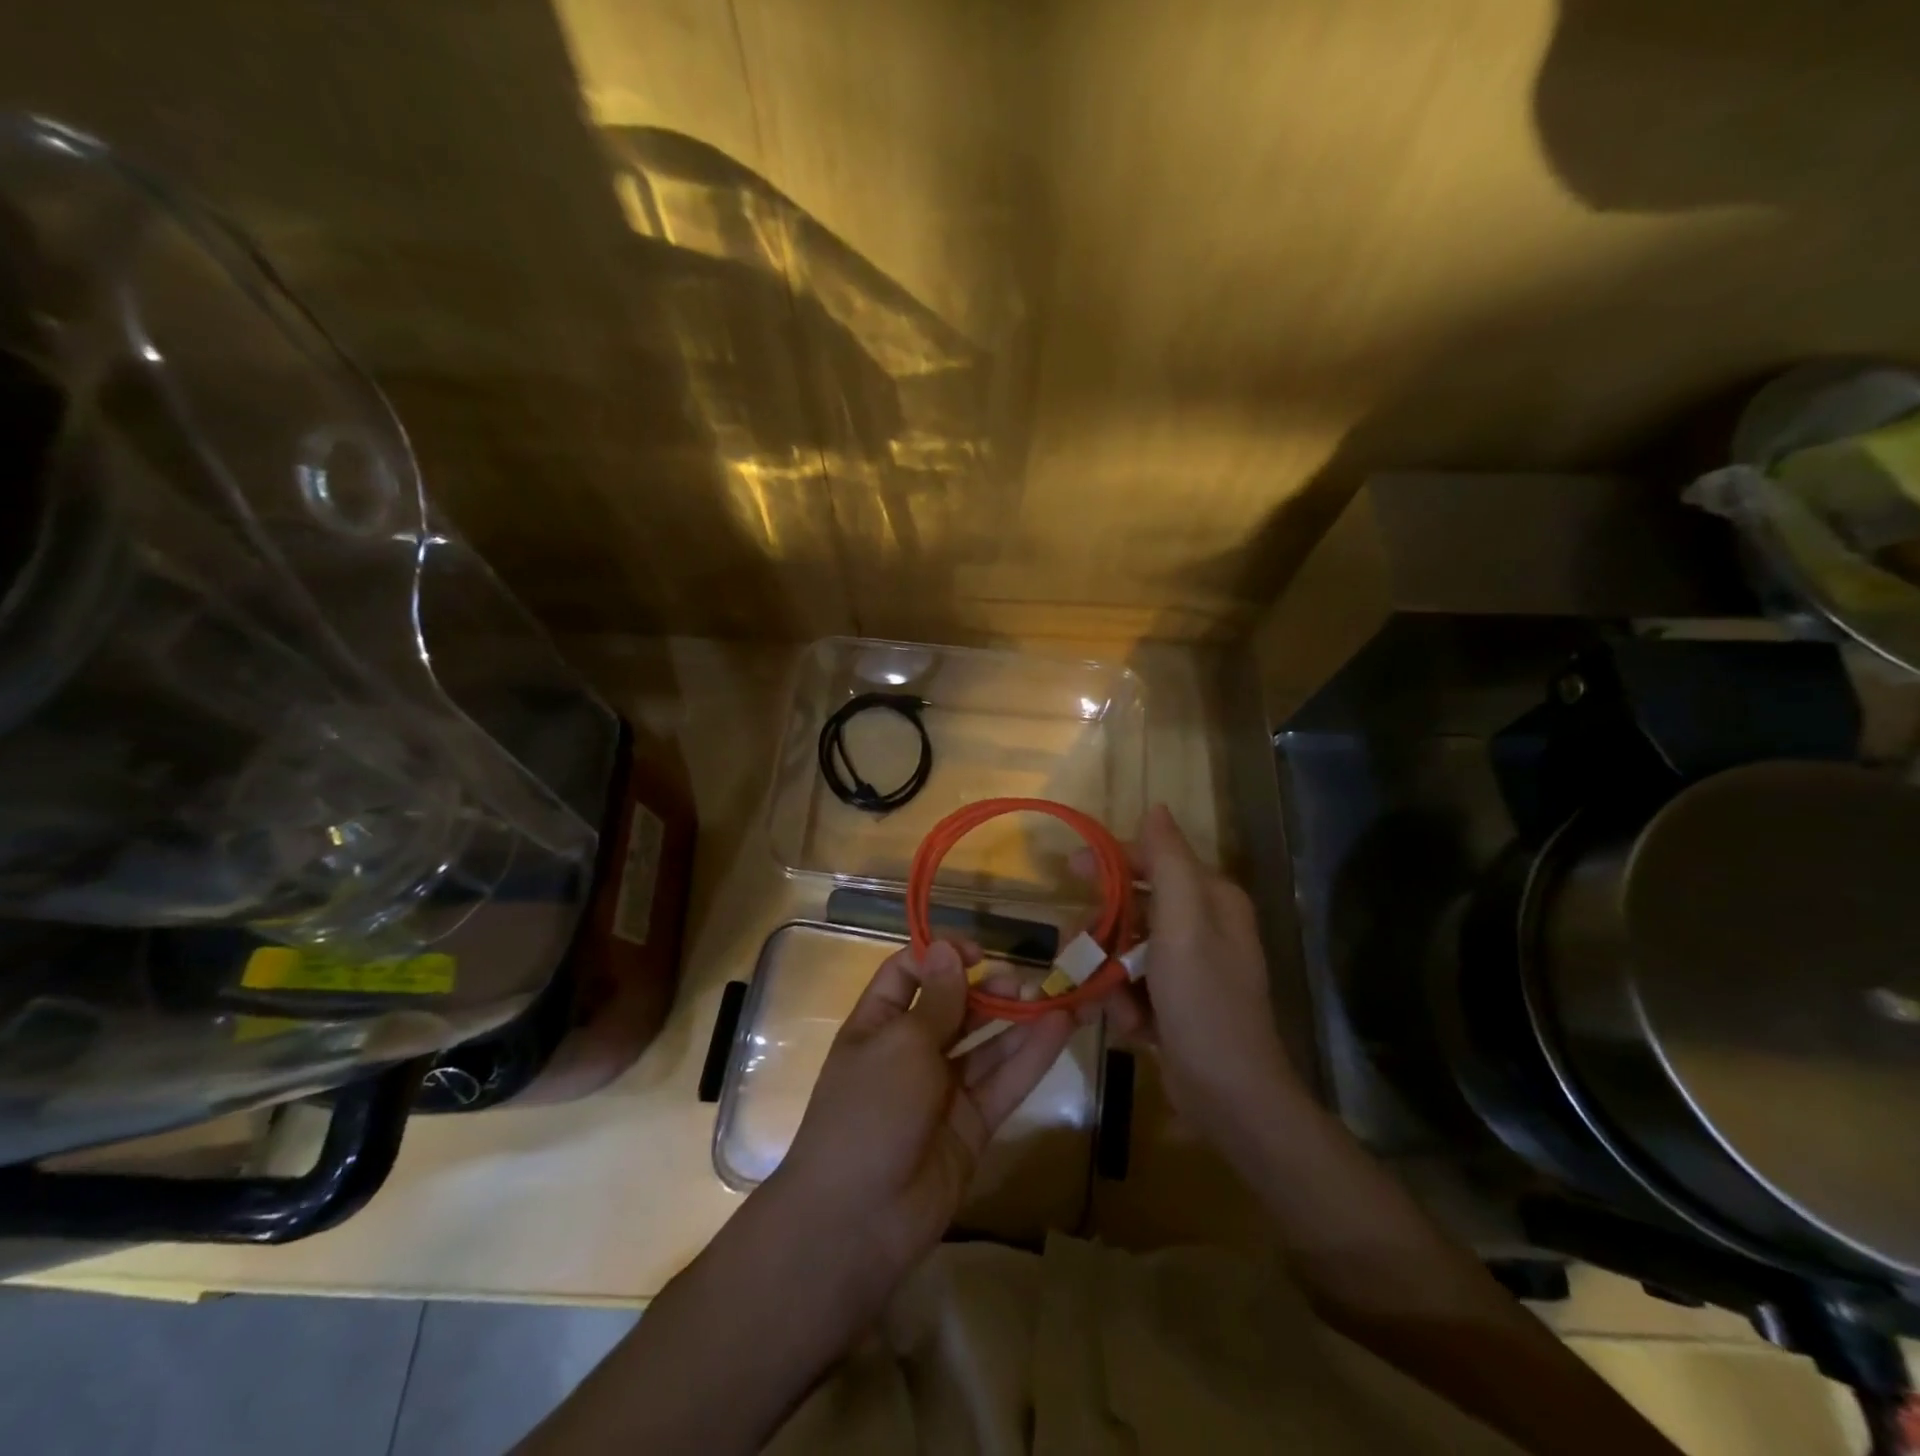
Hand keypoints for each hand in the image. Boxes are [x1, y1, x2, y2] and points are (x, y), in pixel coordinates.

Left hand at [770, 939, 1075, 1287]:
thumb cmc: (869, 1111)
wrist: (859, 1220)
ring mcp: (944, 1088)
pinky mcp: (974, 1122)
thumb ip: (937, 1001)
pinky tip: (1060, 1027)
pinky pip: (1005, 1080)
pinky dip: (1032, 1055)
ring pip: (987, 1043)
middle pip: (955, 1006)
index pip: (909, 973)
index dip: (941, 957)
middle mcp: (911, 1050)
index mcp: (879, 1023)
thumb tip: (948, 948)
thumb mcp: (901, 1045)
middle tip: (1022, 983)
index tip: (976, 953)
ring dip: (1018, 1019)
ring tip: (1055, 996)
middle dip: (987, 988)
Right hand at [1081, 804, 1301, 1148]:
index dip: (1110, 861)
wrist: (1229, 1096)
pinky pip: (1134, 985)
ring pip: (1126, 949)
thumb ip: (1167, 863)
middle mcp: (1203, 926)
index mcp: (1211, 899)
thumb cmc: (1204, 1002)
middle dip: (1104, 933)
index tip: (1067, 869)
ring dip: (1111, 976)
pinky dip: (1124, 1002)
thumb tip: (1156, 807)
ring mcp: (1189, 967)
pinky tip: (1130, 1027)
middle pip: (1134, 907)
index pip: (1153, 860)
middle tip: (1080, 951)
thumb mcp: (1184, 924)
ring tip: (1112, 1003)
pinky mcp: (1176, 1002)